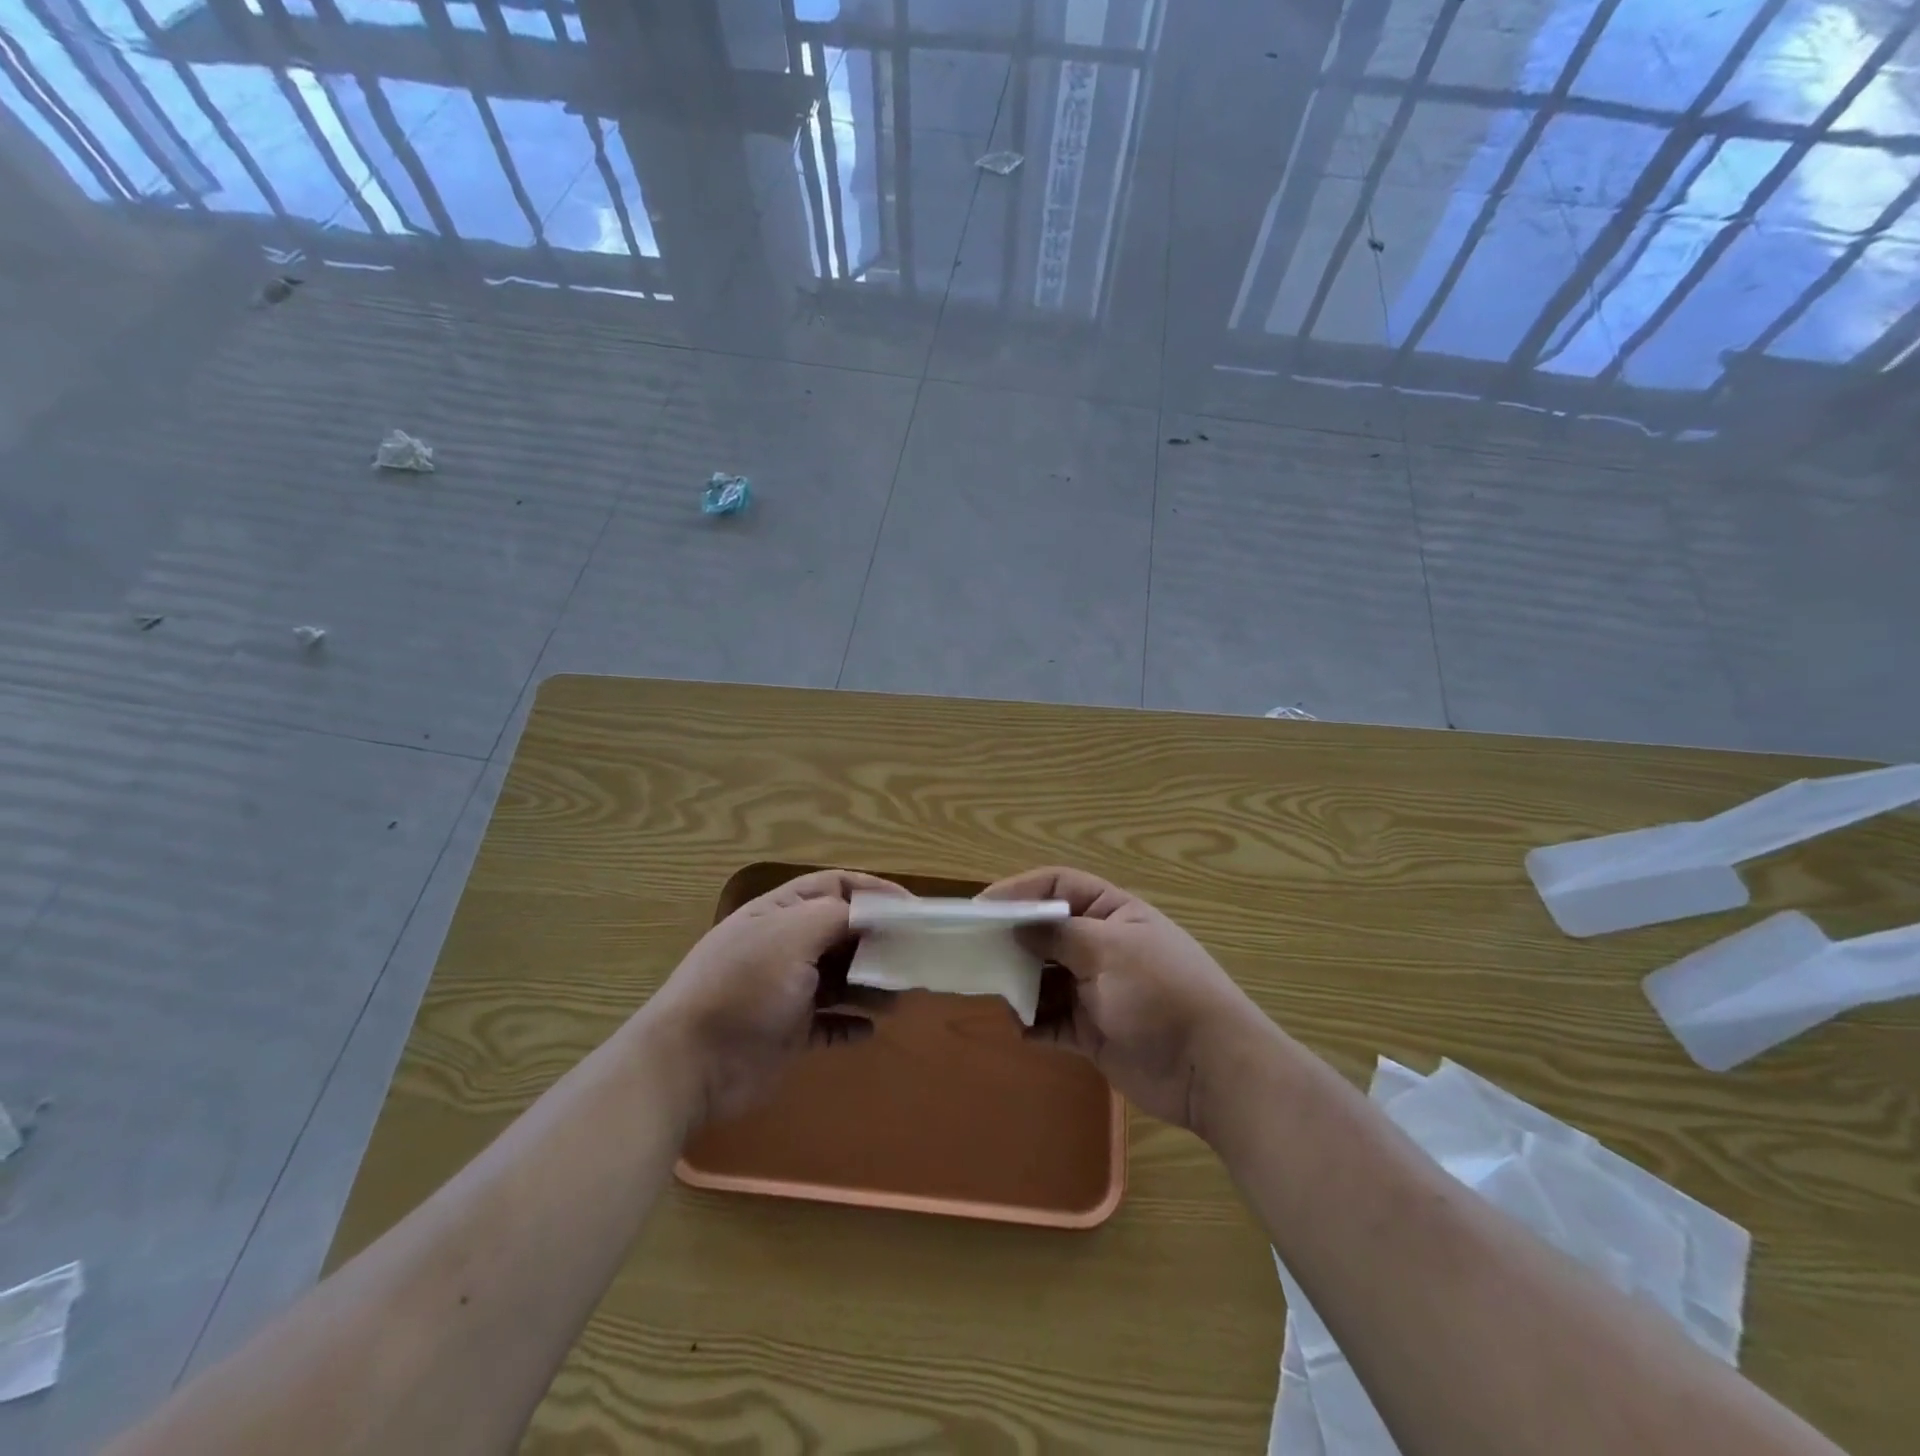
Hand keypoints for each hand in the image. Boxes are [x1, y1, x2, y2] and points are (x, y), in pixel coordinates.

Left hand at [642, 869, 905, 1127]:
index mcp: (780, 912)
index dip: (874, 891)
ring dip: (870, 985)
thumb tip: (869, 913)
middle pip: (841, 932)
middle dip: (878, 940)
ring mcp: (785, 991)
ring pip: (840, 978)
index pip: (834, 886)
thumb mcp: (792, 934)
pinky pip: (829, 1023)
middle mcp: (784, 946)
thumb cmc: (745, 986)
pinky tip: (870, 1030)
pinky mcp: (788, 1033)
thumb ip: (836, 916)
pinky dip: (851, 1024)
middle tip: (913, 955)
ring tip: (898, 997)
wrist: (690, 1064)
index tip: (912, 908)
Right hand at [980, 867, 1260, 1132]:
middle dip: (1011, 939)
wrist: (1210, 1069)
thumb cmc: (1162, 993)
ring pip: (1043, 977)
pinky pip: (1051, 1020)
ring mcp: (1095, 990)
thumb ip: (1059, 935)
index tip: (981, 908)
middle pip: (1045, 932)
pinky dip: (1032, 1022)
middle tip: (972, 950)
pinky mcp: (1092, 1031)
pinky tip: (1017, 1027)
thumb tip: (1016, 926)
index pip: (1059, 887)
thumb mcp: (1110, 950)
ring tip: (989, 990)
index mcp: (1112, 914)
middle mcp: (1100, 946)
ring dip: (1018, 983)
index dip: (1020, 891)